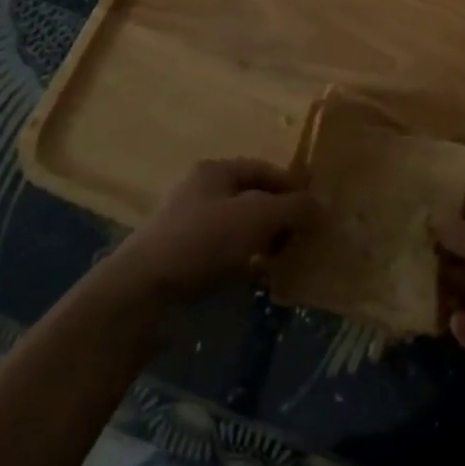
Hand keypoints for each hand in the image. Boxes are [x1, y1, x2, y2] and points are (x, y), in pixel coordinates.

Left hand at [106, 158, 317, 306]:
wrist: (141, 295)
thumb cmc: (202, 241)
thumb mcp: (257, 217)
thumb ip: (293, 208)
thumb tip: (323, 205)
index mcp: (214, 171)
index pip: (263, 169)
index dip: (292, 186)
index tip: (317, 209)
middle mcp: (200, 194)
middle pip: (251, 199)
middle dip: (280, 217)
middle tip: (305, 238)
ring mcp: (188, 230)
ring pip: (238, 230)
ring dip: (264, 243)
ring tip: (287, 261)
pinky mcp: (182, 264)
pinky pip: (224, 258)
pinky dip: (244, 265)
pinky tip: (259, 280)